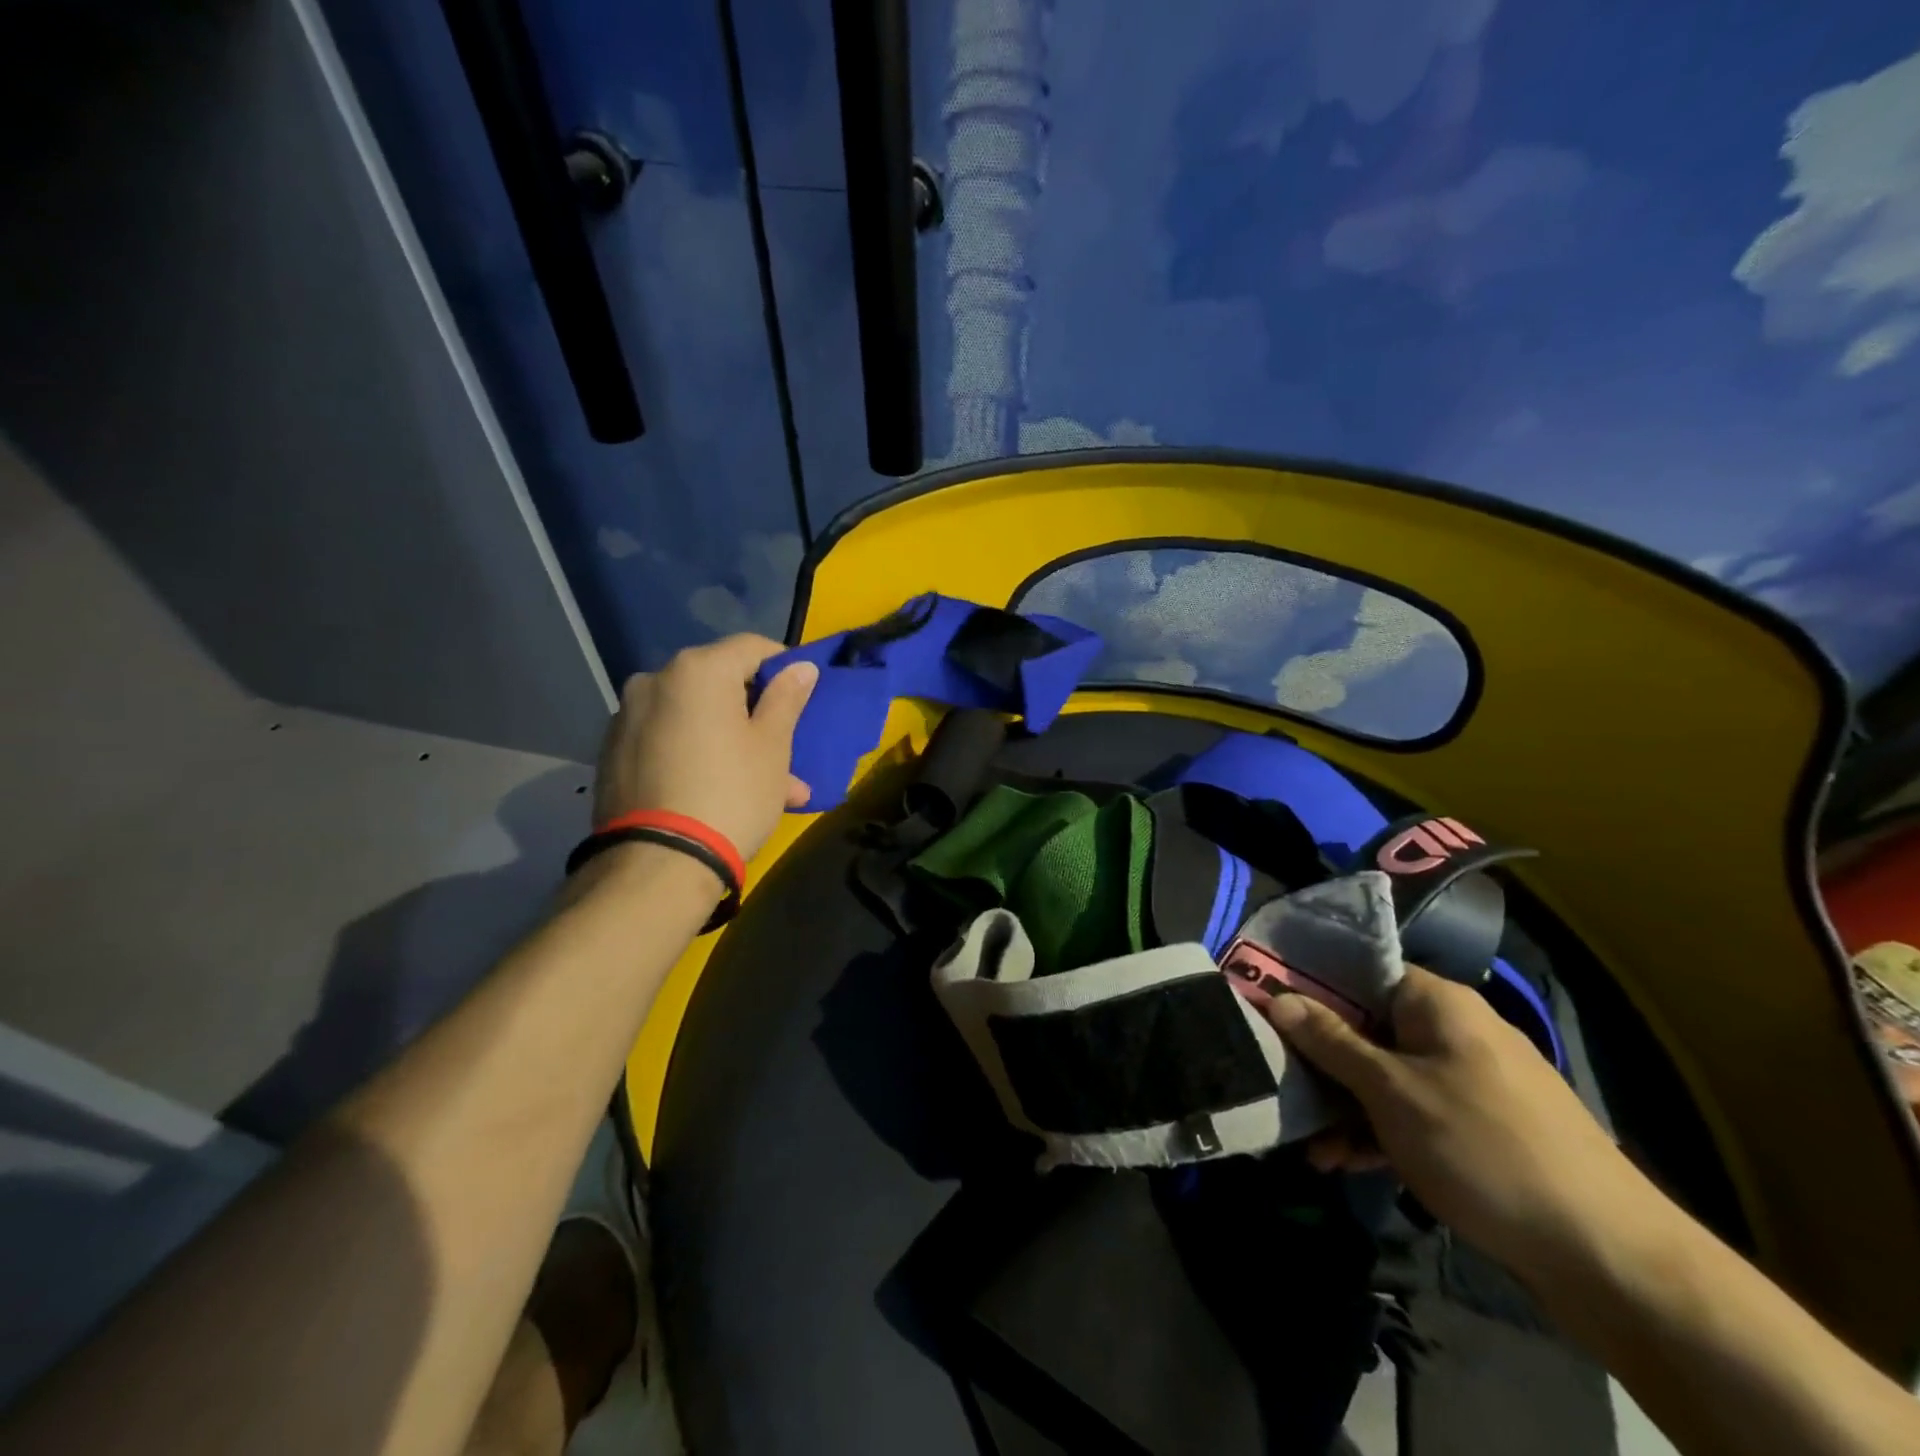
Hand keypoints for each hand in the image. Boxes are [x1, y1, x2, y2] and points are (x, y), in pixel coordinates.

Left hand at [594, 635, 817, 863]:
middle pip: (720, 684)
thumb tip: (800, 667)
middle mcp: (654, 680)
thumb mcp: (772, 747)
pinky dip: (696, 754)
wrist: (658, 863)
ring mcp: (627, 716)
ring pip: (695, 717)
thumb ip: (786, 698)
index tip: (802, 698)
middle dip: (756, 714)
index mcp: (697, 670)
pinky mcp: (612, 752)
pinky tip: (718, 792)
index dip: (784, 667)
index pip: (752, 647)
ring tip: (762, 786)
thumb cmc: (730, 794)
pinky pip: (668, 740)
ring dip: (729, 740)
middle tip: (785, 753)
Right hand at [1266, 966, 1658, 1279]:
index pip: (1358, 970)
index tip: (1264, 1007)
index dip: (1308, 986)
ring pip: (1386, 1075)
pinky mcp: (1482, 1126)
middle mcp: (1453, 1030)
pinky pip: (1413, 1111)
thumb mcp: (1391, 1092)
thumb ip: (1331, 1042)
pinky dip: (1380, 1131)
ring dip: (1346, 1106)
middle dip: (1320, 1061)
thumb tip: (1278, 997)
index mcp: (1436, 1002)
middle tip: (1279, 1085)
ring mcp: (1470, 1079)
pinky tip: (1347, 1163)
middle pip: (1366, 1026)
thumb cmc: (1482, 1147)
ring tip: (1310, 1147)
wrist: (1608, 1257)